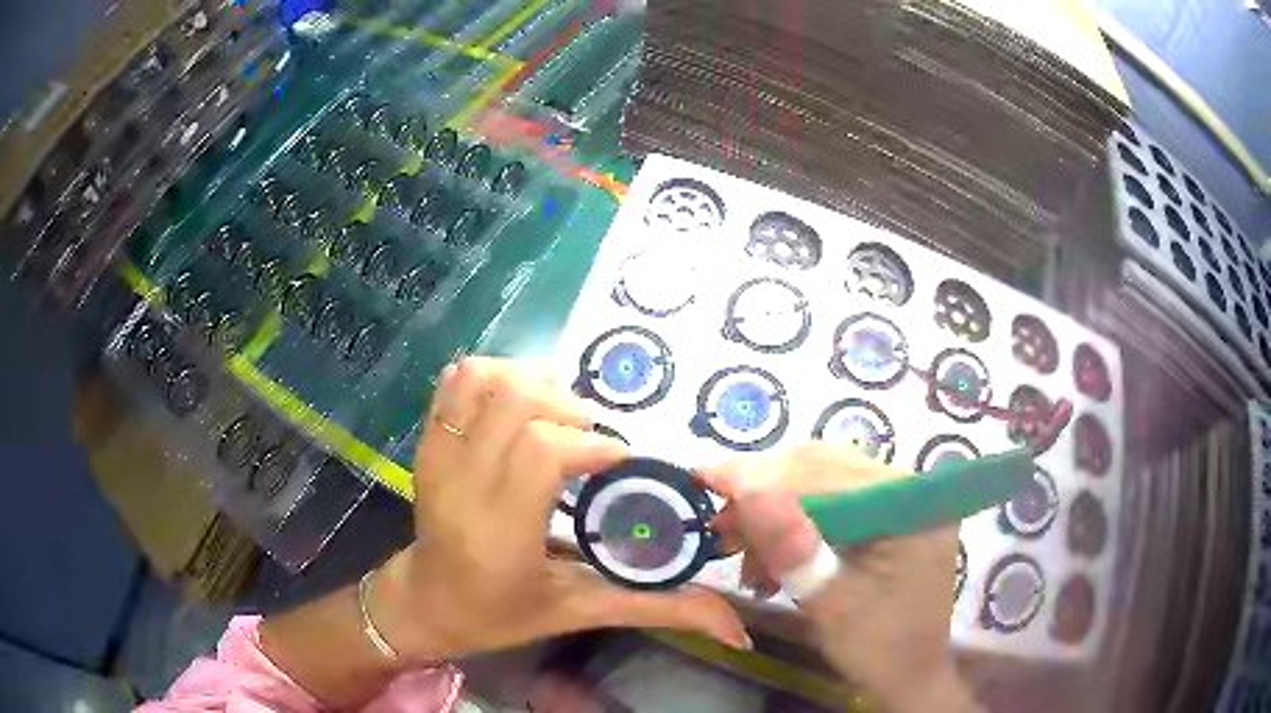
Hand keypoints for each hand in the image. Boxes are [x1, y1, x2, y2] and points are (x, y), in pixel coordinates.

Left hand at [372, 357, 749, 660]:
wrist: (426, 602)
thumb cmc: (500, 614)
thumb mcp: (579, 612)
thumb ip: (658, 611)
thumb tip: (738, 630)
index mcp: (499, 533)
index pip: (540, 452)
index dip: (591, 444)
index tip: (619, 460)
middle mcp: (461, 485)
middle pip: (516, 402)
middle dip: (568, 409)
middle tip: (590, 440)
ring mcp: (437, 455)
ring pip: (485, 380)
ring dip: (533, 385)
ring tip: (557, 419)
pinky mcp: (426, 440)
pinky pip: (457, 380)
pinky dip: (496, 376)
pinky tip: (520, 407)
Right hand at [698, 443, 980, 712]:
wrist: (907, 673)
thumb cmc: (877, 647)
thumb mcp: (830, 603)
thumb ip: (790, 545)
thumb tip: (745, 484)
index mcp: (911, 506)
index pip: (829, 474)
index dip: (764, 476)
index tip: (706, 478)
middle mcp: (909, 489)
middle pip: (826, 470)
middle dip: (765, 496)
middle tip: (721, 528)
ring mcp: (899, 500)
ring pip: (823, 483)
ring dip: (776, 512)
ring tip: (740, 549)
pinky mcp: (887, 515)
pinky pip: (833, 502)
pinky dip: (795, 524)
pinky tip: (770, 555)